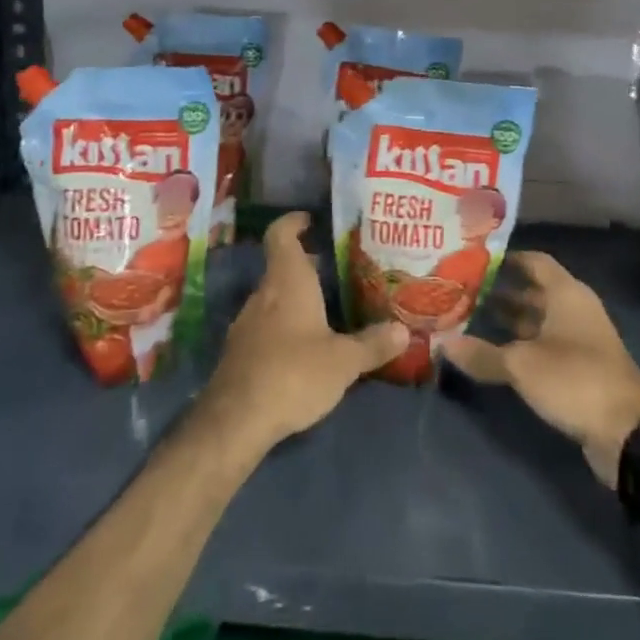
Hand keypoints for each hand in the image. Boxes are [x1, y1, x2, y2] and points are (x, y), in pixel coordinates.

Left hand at [197, 212, 406, 456]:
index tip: (310, 219)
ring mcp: (247, 323)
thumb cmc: (293, 373)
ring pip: (275, 297)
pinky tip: (306, 346)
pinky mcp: (241, 352)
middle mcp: (264, 294)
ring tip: (328, 308)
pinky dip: (286, 324)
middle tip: (338, 269)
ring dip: (297, 297)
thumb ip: (372, 344)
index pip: (282, 235)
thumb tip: (404, 330)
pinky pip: (267, 325)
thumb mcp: (343, 361)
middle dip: (308, 265)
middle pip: (283, 267)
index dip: (294, 222)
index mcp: (288, 281)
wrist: (235, 421)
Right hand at [442, 251, 639, 485]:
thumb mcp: (522, 366)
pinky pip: (547, 345)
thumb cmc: (574, 379)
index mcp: (567, 294)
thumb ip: (482, 354)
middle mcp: (576, 309)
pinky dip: (524, 345)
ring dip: (511, 321)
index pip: (535, 261)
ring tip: (473, 321)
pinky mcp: (582, 368)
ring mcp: (581, 339)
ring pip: (540, 320)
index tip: (476, 261)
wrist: (627, 432)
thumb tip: (442, 343)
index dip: (508, 259)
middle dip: (502, 292)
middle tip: (464, 293)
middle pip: (535, 291)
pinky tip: (496, 355)